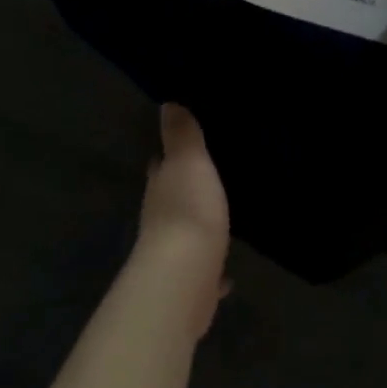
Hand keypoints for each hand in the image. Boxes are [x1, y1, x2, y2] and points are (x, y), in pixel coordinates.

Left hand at [136, 104, 230, 334]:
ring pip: (185, 235)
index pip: (160, 167)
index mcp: (161, 188)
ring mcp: (173, 253)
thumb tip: (167, 104)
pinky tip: (227, 275)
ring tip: (219, 220)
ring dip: (197, 229)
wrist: (186, 274)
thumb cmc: (189, 208)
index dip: (167, 157)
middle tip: (206, 181)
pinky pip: (204, 272)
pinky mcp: (190, 283)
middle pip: (170, 200)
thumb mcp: (190, 161)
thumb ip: (182, 135)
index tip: (181, 148)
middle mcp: (160, 219)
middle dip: (182, 192)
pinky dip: (212, 271)